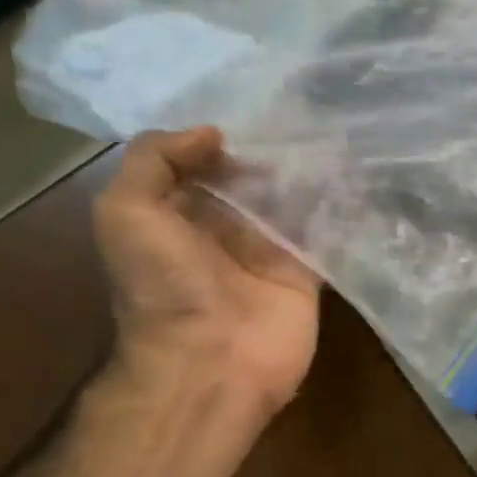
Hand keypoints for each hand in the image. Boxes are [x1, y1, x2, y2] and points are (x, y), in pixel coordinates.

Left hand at [92, 128, 320, 424]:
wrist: (210, 362)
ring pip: (290, 203)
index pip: (201, 167)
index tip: (250, 115)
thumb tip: (211, 135)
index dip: (219, 142)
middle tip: (303, 114)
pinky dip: (336, 208)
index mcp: (177, 217)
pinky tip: (351, 173)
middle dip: (271, 152)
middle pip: (250, 182)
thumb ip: (154, 160)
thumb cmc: (163, 285)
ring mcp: (266, 255)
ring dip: (307, 174)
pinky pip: (322, 234)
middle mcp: (222, 233)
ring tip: (333, 133)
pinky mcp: (305, 275)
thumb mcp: (125, 210)